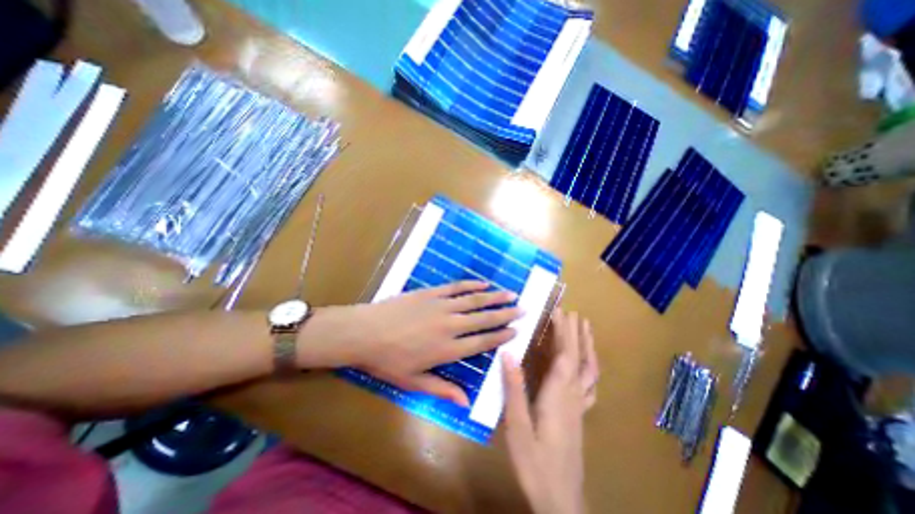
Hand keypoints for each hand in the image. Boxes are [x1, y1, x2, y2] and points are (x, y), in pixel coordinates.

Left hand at [301, 282, 520, 404]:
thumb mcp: (413, 382)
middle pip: (484, 319)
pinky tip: (483, 283)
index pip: (482, 342)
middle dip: (505, 314)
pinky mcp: (431, 293)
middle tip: (522, 309)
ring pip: (474, 300)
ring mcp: (441, 306)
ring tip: (511, 293)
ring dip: (494, 297)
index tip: (516, 330)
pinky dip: (472, 285)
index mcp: (448, 349)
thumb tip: (466, 402)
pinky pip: (456, 287)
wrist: (365, 332)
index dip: (500, 336)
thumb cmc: (388, 361)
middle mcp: (450, 326)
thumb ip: (442, 389)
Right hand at [500, 308, 601, 512]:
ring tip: (586, 328)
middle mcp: (573, 396)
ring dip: (588, 346)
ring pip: (590, 370)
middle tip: (574, 313)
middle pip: (579, 358)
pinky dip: (591, 367)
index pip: (564, 356)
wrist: (560, 501)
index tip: (559, 312)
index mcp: (558, 395)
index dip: (563, 332)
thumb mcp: (518, 426)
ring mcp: (580, 406)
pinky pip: (590, 384)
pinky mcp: (580, 415)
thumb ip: (514, 389)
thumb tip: (508, 354)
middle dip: (576, 333)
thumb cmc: (535, 462)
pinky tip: (588, 363)